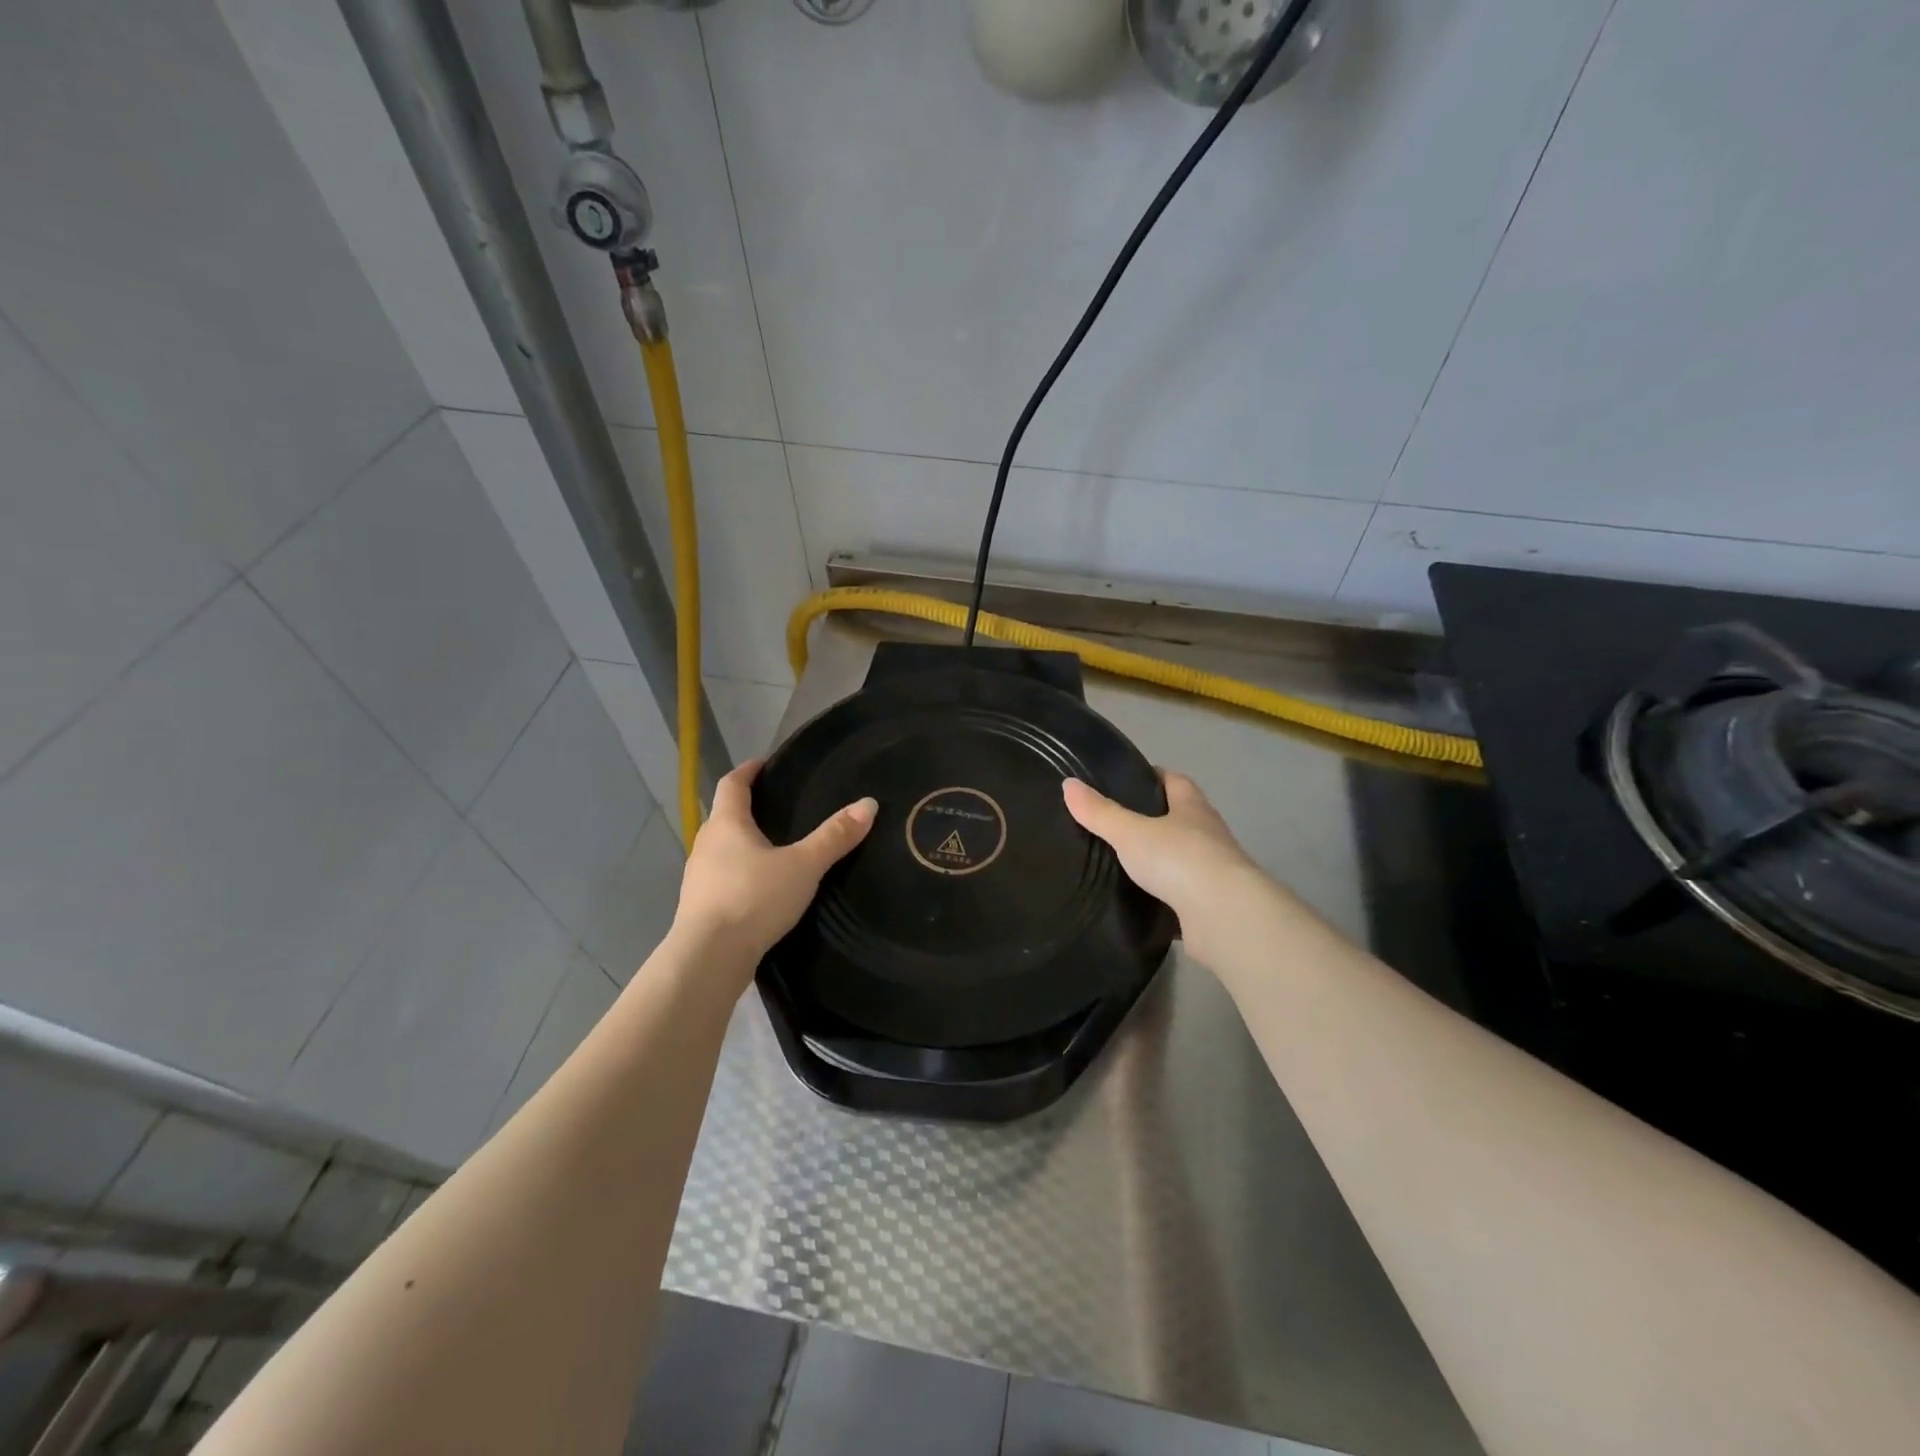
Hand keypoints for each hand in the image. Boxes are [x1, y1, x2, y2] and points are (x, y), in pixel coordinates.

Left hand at [673, 760, 875, 976]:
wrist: (709, 958)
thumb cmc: (753, 899)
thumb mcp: (803, 866)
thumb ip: (835, 836)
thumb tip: (868, 803)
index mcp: (727, 824)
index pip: (732, 784)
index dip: (748, 771)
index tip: (765, 764)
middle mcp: (706, 844)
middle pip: (725, 816)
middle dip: (749, 809)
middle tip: (780, 808)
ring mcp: (698, 877)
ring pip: (722, 849)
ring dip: (743, 844)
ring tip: (776, 849)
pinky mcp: (699, 907)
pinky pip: (722, 878)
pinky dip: (740, 874)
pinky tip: (761, 888)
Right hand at [1062, 770, 1260, 926]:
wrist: (1224, 917)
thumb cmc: (1179, 860)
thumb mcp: (1130, 832)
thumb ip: (1100, 812)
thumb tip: (1068, 784)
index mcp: (1192, 808)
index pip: (1174, 781)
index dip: (1152, 776)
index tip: (1126, 780)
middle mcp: (1207, 835)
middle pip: (1179, 819)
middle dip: (1151, 820)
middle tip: (1112, 824)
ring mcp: (1211, 872)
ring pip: (1179, 859)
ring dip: (1157, 861)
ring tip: (1118, 864)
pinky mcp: (1209, 906)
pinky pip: (1180, 896)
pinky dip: (1161, 897)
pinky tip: (1137, 901)